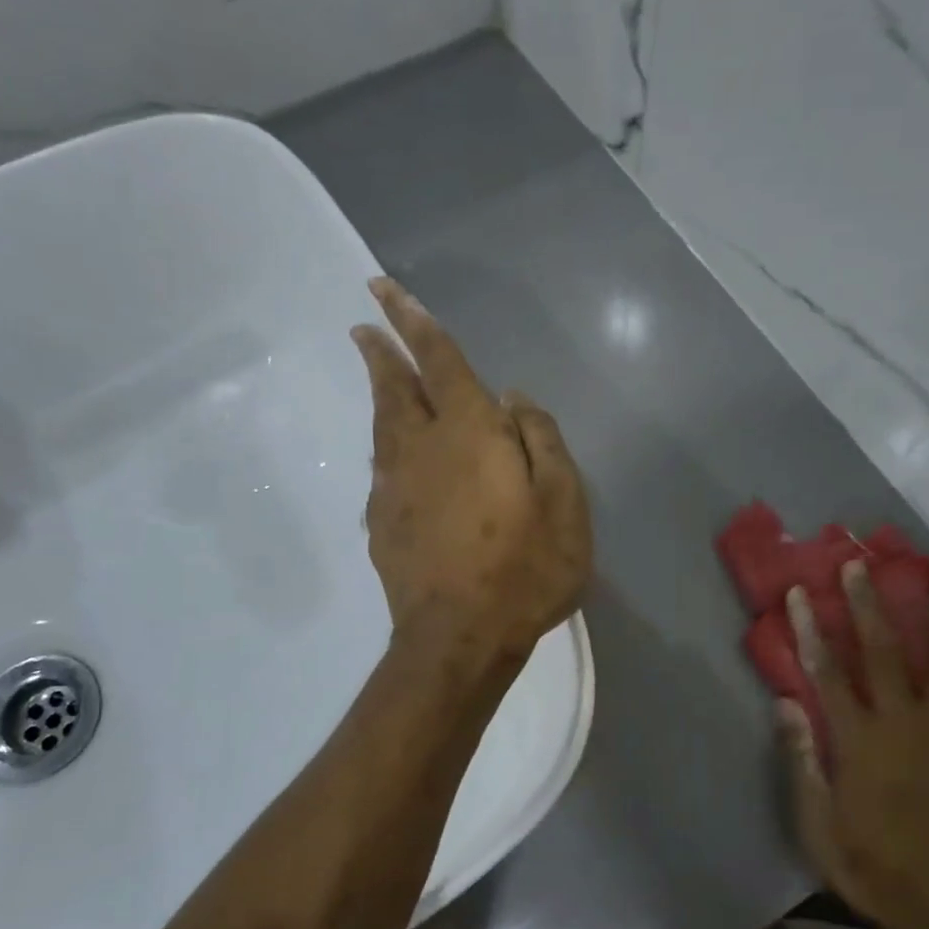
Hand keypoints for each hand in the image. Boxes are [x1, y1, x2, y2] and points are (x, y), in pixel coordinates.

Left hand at [350, 277, 592, 663]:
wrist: (459, 639)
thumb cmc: (524, 569)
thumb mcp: (564, 502)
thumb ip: (541, 440)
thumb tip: (515, 399)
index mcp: (469, 433)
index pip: (438, 360)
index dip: (413, 321)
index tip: (383, 289)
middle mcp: (421, 449)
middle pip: (394, 388)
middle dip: (381, 351)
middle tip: (364, 326)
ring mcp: (393, 488)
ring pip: (382, 427)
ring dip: (380, 396)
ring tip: (379, 378)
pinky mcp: (381, 524)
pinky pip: (382, 470)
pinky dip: (387, 448)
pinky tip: (394, 456)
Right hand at [779, 560, 928, 928]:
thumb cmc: (874, 867)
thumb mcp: (819, 825)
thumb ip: (803, 760)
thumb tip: (785, 702)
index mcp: (858, 743)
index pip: (827, 672)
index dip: (812, 629)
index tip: (803, 594)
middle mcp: (903, 726)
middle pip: (882, 653)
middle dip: (867, 607)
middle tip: (860, 568)